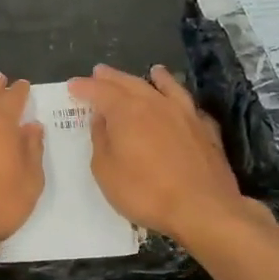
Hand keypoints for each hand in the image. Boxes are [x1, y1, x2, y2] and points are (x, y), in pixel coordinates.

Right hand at [68, 64, 242, 241]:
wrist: (202, 209)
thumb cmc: (145, 192)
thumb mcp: (106, 170)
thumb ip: (101, 140)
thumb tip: (101, 119)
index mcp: (127, 111)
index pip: (100, 91)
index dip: (85, 87)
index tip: (72, 86)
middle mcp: (156, 104)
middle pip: (131, 83)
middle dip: (113, 78)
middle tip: (100, 72)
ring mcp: (185, 114)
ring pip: (167, 87)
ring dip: (155, 78)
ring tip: (152, 70)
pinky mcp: (206, 130)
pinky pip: (189, 105)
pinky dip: (182, 100)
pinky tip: (182, 102)